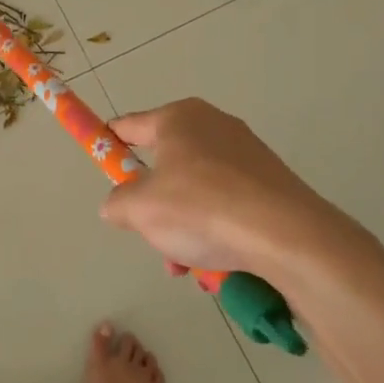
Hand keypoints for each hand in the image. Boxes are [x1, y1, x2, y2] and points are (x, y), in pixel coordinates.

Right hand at [99, 99, 374, 286]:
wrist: (285, 234)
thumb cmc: (200, 207)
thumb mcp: (139, 209)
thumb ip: (116, 203)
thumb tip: (116, 205)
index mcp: (178, 118)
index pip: (128, 125)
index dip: (108, 142)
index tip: (98, 160)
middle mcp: (212, 125)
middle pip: (164, 164)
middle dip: (152, 204)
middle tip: (150, 233)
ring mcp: (245, 152)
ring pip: (195, 189)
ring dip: (182, 226)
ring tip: (185, 264)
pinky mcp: (270, 180)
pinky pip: (225, 202)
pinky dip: (213, 228)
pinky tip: (213, 263)